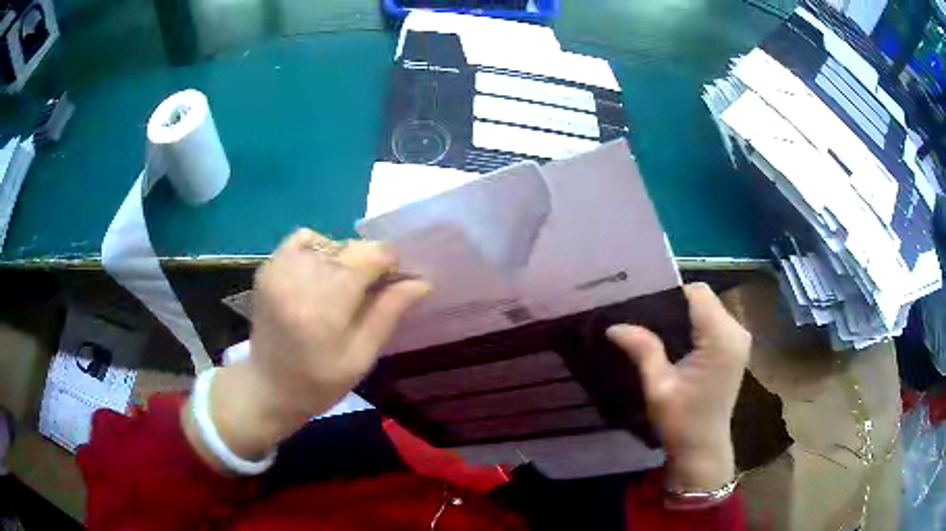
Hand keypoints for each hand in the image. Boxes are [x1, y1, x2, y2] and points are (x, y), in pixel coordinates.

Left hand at [184, 229, 429, 464]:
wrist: (268, 387)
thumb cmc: (320, 381)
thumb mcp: (362, 357)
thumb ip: (388, 313)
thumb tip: (421, 281)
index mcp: (325, 309)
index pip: (369, 256)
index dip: (389, 263)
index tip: (392, 281)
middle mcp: (299, 281)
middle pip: (350, 247)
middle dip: (367, 262)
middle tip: (367, 290)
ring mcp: (278, 271)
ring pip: (328, 241)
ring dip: (342, 257)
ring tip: (339, 287)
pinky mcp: (267, 268)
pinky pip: (301, 240)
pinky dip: (317, 249)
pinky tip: (318, 274)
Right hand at [607, 283, 749, 491]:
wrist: (703, 449)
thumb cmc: (681, 421)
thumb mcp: (658, 386)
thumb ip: (642, 349)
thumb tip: (613, 325)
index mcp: (721, 338)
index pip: (698, 293)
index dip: (671, 293)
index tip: (645, 307)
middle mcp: (737, 332)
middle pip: (705, 299)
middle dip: (676, 303)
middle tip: (645, 318)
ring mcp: (740, 340)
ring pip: (710, 308)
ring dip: (685, 314)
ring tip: (656, 329)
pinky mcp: (736, 349)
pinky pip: (715, 322)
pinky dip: (696, 325)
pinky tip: (676, 341)